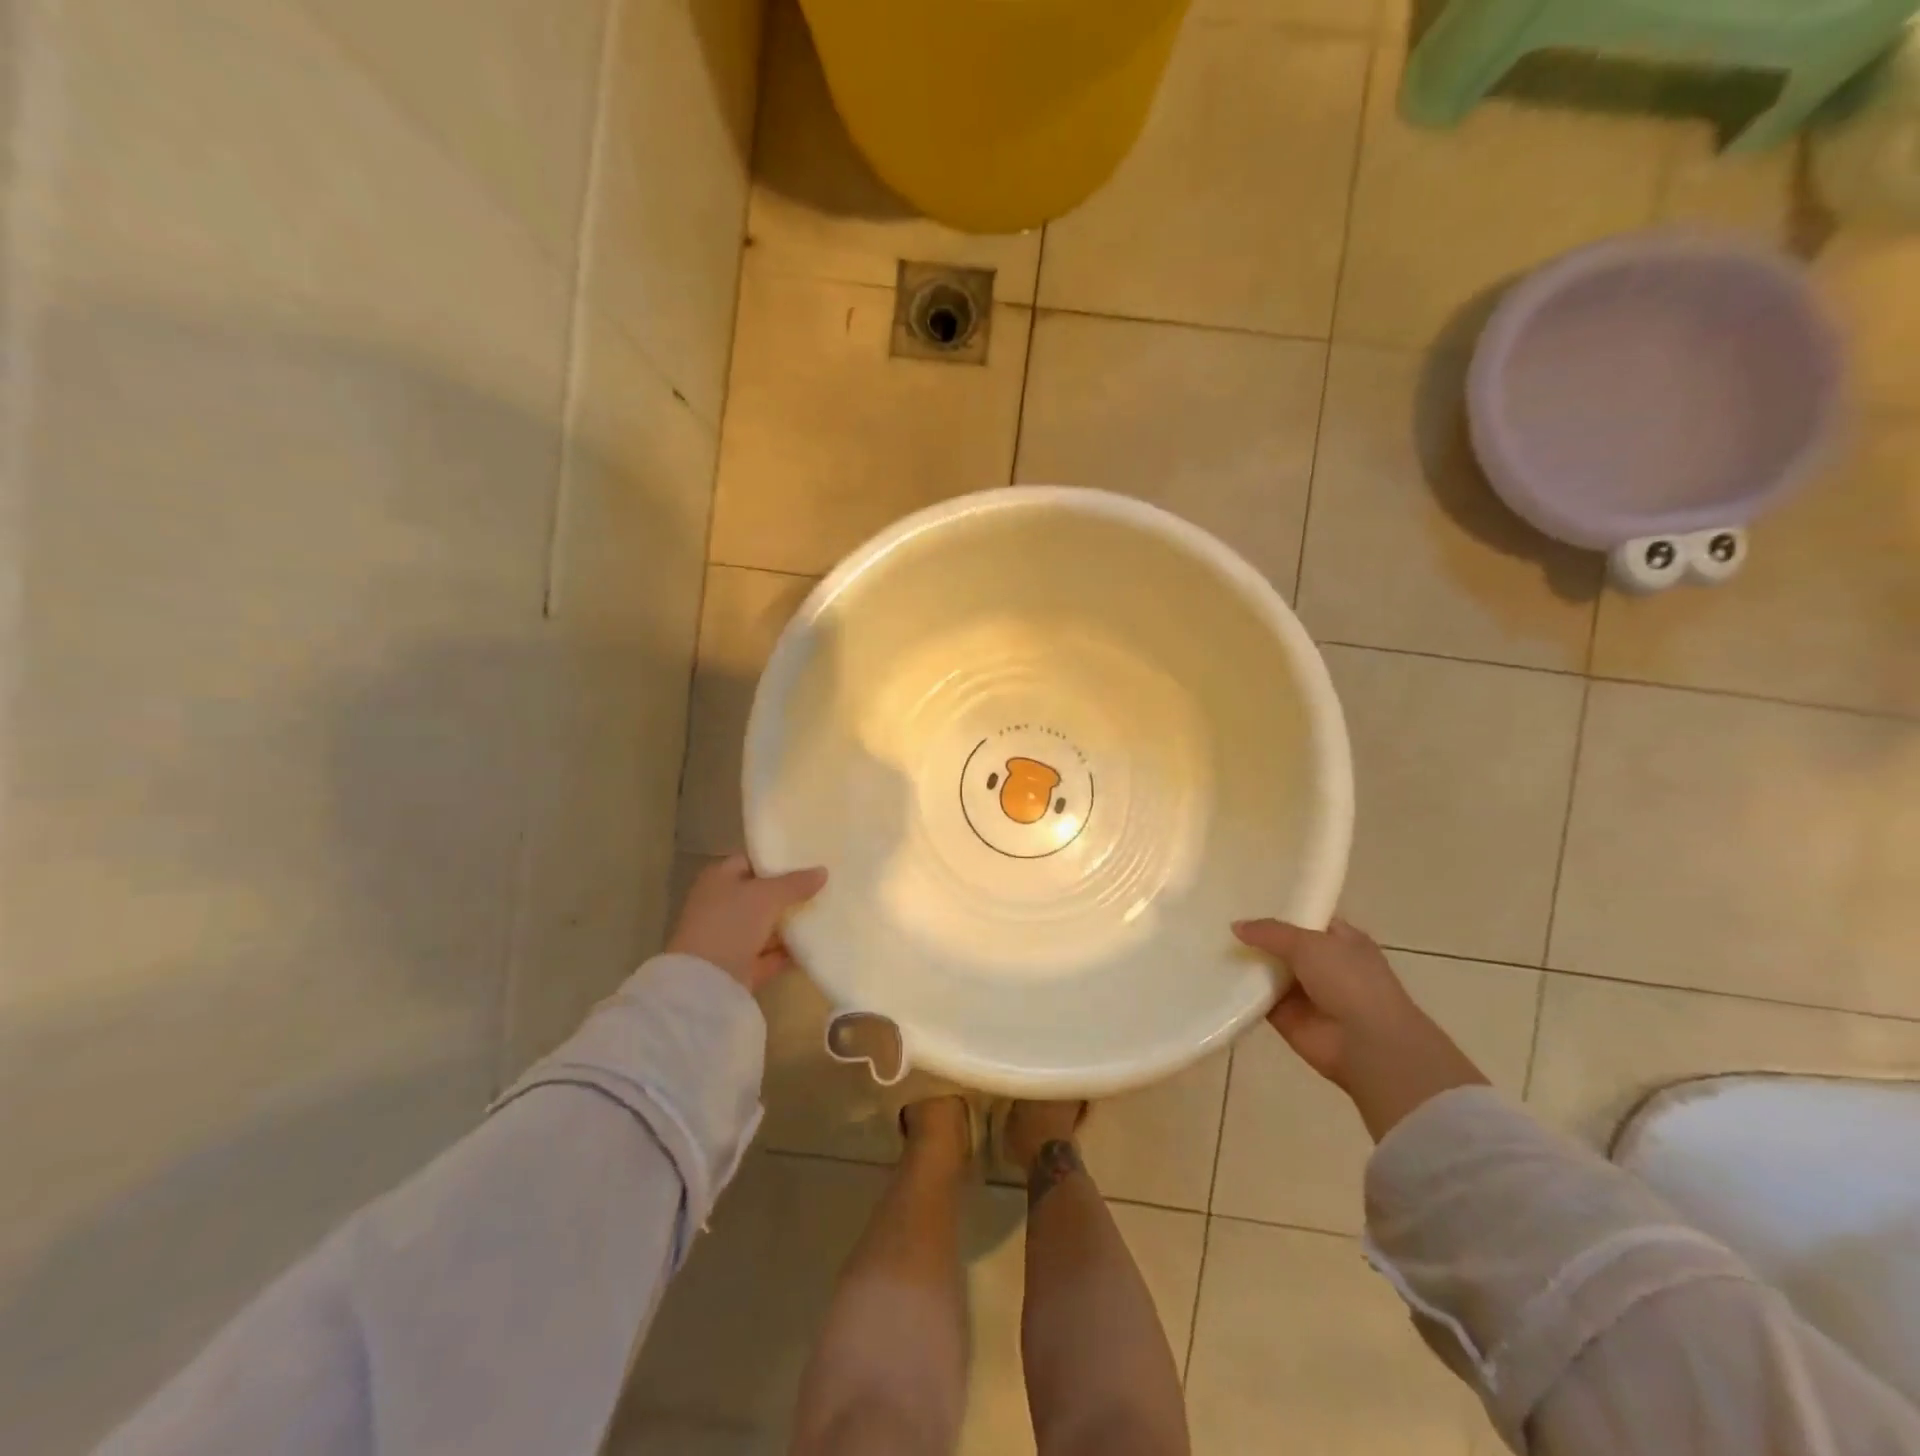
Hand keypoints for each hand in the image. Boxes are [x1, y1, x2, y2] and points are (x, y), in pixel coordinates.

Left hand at [667, 854, 825, 993]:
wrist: (706, 982)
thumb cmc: (731, 923)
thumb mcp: (767, 895)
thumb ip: (796, 883)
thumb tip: (823, 872)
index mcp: (719, 879)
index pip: (752, 861)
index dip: (778, 860)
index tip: (809, 861)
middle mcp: (721, 905)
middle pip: (760, 895)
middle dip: (789, 893)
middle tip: (823, 887)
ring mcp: (729, 938)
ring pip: (766, 925)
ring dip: (790, 923)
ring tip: (825, 913)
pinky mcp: (740, 966)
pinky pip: (770, 954)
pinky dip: (788, 951)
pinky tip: (815, 944)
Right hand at [1233, 916, 1487, 1140]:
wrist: (1367, 1045)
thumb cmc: (1349, 981)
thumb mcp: (1308, 943)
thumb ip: (1270, 932)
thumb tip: (1236, 926)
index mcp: (1341, 940)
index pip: (1306, 919)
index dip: (1280, 911)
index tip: (1246, 901)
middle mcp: (1324, 964)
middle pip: (1283, 946)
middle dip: (1257, 937)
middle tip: (1220, 922)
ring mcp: (1305, 993)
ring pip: (1268, 971)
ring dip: (1247, 964)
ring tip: (1209, 945)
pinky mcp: (1287, 1018)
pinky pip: (1258, 999)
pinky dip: (1241, 992)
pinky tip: (1214, 977)